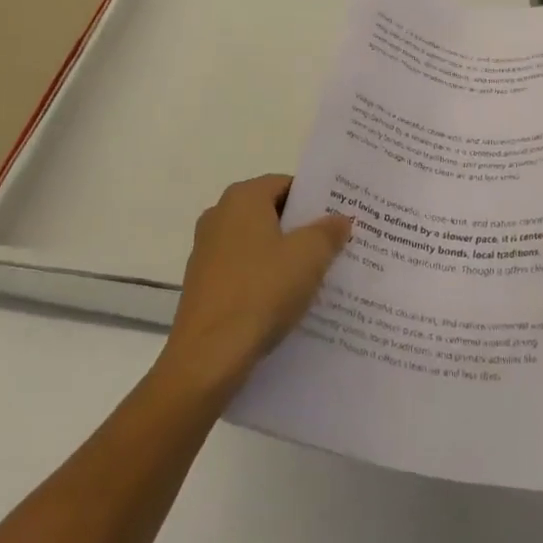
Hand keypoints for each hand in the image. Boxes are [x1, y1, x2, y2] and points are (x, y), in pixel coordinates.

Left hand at [158, 174, 351, 397]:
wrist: (207, 358)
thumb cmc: (261, 292)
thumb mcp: (308, 257)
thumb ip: (328, 232)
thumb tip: (340, 218)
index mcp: (242, 198)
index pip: (286, 184)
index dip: (315, 200)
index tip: (339, 219)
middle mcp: (219, 215)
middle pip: (270, 213)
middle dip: (302, 229)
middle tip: (335, 246)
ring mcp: (207, 250)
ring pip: (257, 244)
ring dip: (284, 256)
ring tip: (317, 277)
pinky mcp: (203, 284)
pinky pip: (243, 270)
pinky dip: (264, 279)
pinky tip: (286, 302)